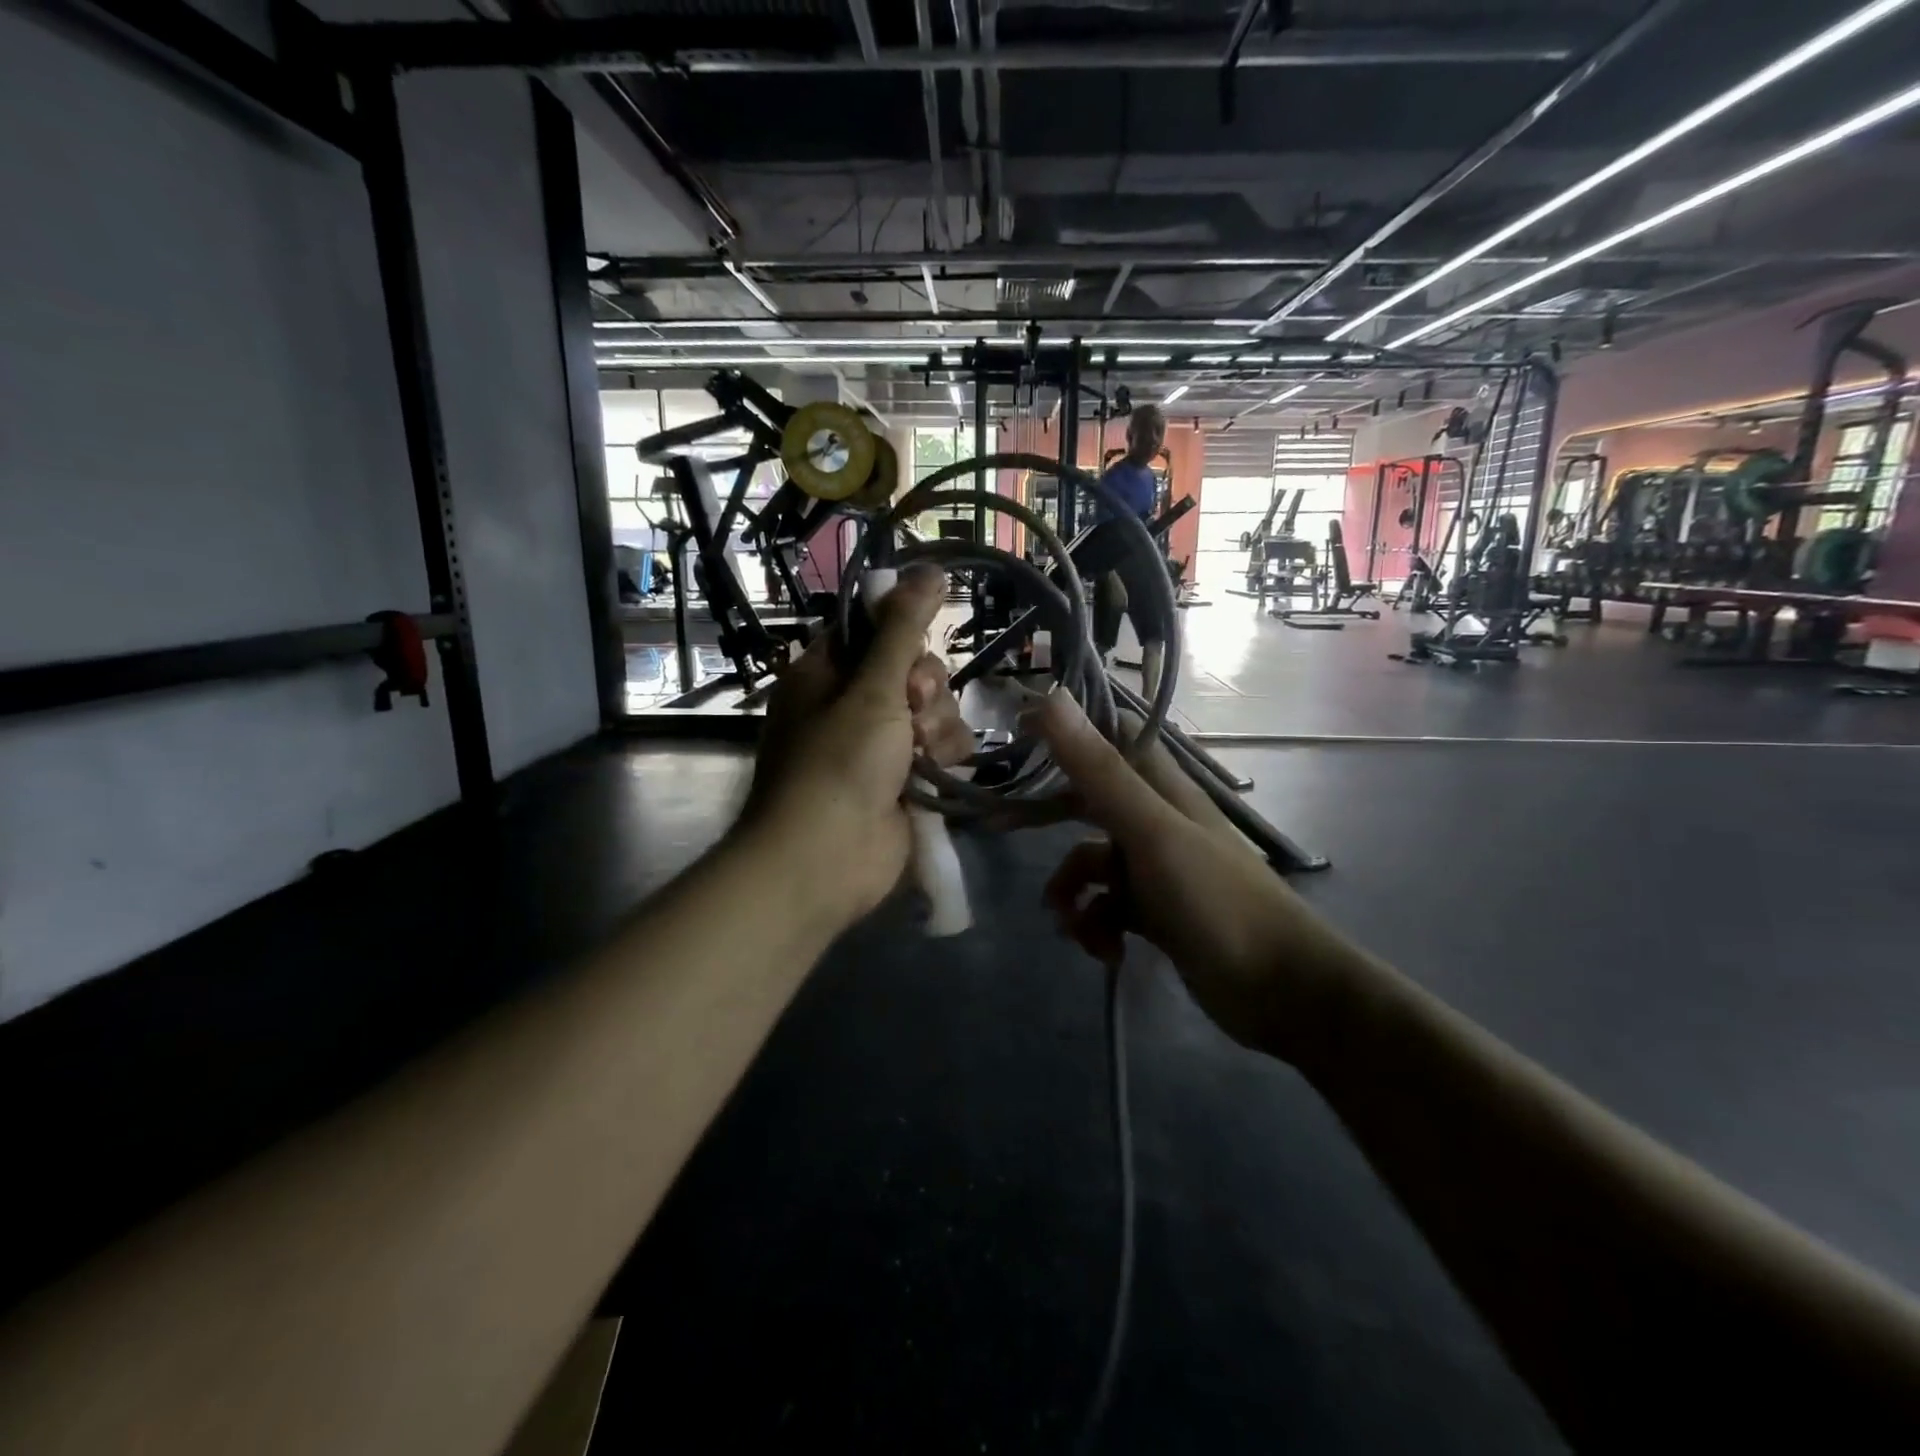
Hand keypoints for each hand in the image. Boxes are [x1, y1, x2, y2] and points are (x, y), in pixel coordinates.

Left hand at [745, 566, 971, 927]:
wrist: (826, 859)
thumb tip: (930, 568)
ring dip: (937, 725)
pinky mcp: (905, 779)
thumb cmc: (837, 763)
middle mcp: (851, 704)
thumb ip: (903, 628)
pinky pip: (942, 748)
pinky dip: (944, 756)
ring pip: (934, 709)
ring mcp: (880, 745)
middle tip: (913, 707)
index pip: (873, 630)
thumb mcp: (871, 688)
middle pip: (913, 669)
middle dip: (924, 688)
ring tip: (922, 752)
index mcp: (825, 674)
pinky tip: (936, 771)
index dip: (901, 634)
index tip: (914, 648)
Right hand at [1026, 692, 1366, 1058]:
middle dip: (1048, 816)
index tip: (1018, 731)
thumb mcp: (1151, 832)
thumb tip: (1052, 698)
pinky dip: (1096, 927)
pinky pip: (1105, 908)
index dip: (1068, 727)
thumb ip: (1100, 770)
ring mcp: (1154, 868)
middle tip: (1001, 826)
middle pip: (1088, 800)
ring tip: (1073, 925)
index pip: (1111, 734)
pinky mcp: (1153, 913)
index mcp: (1161, 787)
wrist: (1280, 990)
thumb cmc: (1217, 900)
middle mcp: (1155, 819)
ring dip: (1073, 893)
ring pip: (1090, 864)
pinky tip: (1108, 952)